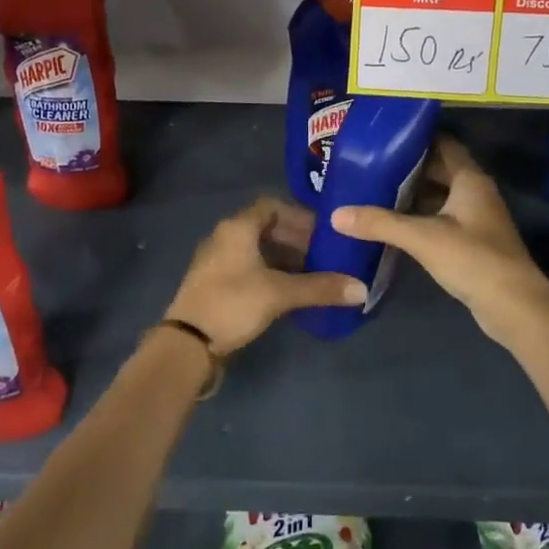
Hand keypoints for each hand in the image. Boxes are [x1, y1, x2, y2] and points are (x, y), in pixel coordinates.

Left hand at [165, 196, 367, 354]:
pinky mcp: (215, 282)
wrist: (187, 343)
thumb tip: (362, 288)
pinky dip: (270, 272)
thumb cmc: (233, 304)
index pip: (272, 206)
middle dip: (296, 239)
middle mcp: (225, 236)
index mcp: (238, 227)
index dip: (299, 216)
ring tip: (311, 274)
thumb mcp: (279, 294)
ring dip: (284, 258)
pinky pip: (248, 266)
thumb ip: (320, 288)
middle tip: (323, 255)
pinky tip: (288, 292)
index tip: (322, 231)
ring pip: (257, 249)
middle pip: (266, 227)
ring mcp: (217, 259)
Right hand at [332, 138, 548, 349]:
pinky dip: (419, 217)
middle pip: (439, 170)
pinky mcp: (473, 243)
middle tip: (370, 165)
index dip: (415, 138)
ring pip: (439, 196)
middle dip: (407, 168)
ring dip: (412, 194)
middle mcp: (475, 192)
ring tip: (374, 191)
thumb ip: (380, 223)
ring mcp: (476, 219)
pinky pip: (441, 219)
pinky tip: (394, 225)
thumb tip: (336, 214)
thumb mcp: (422, 238)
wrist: (514, 307)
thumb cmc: (473, 259)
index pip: (443, 144)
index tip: (383, 137)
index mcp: (470, 179)